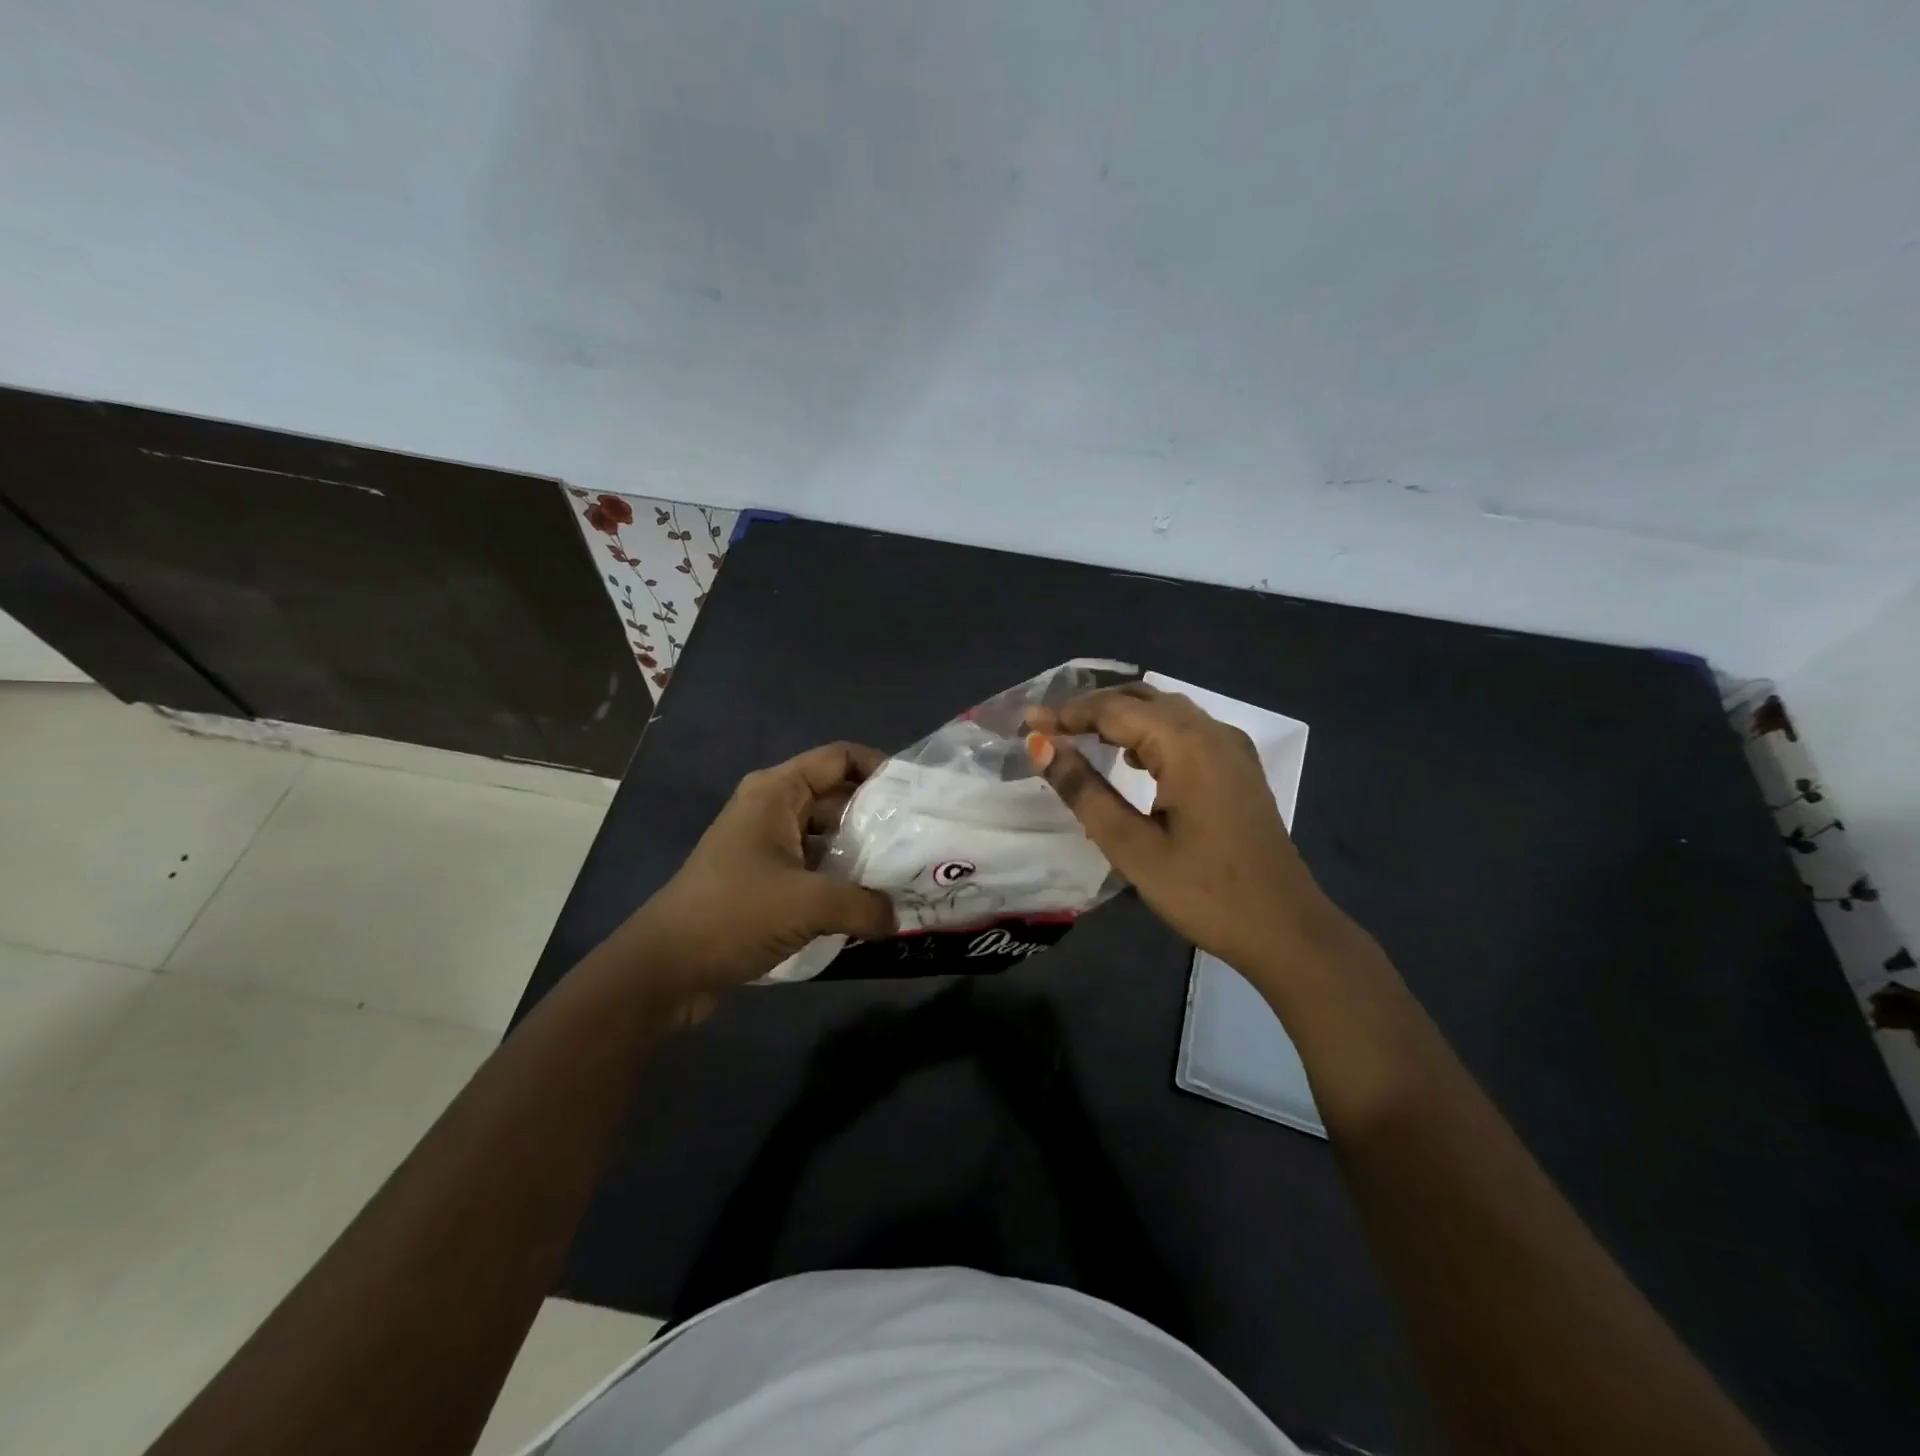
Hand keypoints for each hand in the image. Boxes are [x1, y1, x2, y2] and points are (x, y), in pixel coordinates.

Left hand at [621, 742, 894, 999]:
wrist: (664, 970)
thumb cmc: (732, 915)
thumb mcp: (807, 904)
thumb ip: (864, 905)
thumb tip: (898, 918)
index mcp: (776, 792)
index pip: (840, 758)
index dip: (882, 767)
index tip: (918, 795)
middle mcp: (773, 809)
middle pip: (839, 797)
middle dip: (880, 817)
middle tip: (923, 840)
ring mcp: (768, 846)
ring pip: (829, 837)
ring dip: (864, 854)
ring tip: (907, 873)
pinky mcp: (767, 881)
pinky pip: (816, 868)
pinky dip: (844, 881)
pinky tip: (874, 903)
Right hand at [1025, 685, 1334, 978]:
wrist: (1284, 928)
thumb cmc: (1203, 892)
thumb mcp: (1132, 846)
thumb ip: (1084, 790)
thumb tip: (1041, 746)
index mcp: (1187, 745)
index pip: (1113, 709)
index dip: (1066, 713)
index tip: (1026, 723)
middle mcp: (1212, 731)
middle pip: (1141, 698)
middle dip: (1091, 707)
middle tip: (1047, 729)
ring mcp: (1231, 747)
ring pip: (1165, 711)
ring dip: (1120, 717)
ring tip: (1077, 737)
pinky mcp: (1238, 767)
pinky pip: (1185, 731)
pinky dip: (1149, 732)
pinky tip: (1130, 757)